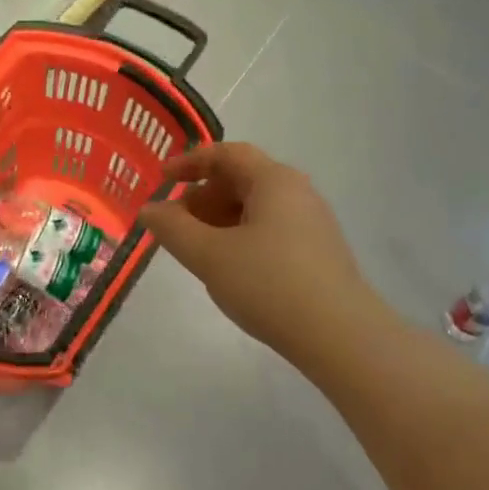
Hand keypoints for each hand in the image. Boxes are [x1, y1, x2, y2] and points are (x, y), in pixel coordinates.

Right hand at [138, 144, 373, 361]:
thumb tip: (149, 209)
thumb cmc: (268, 284)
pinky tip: (229, 268)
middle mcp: (298, 192)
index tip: (160, 179)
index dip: (189, 162)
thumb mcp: (209, 255)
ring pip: (256, 207)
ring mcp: (312, 222)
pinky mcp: (318, 251)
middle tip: (174, 224)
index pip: (226, 154)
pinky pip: (271, 229)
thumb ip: (172, 228)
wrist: (339, 335)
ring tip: (196, 250)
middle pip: (242, 179)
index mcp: (274, 180)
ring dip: (219, 219)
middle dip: (202, 196)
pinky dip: (241, 236)